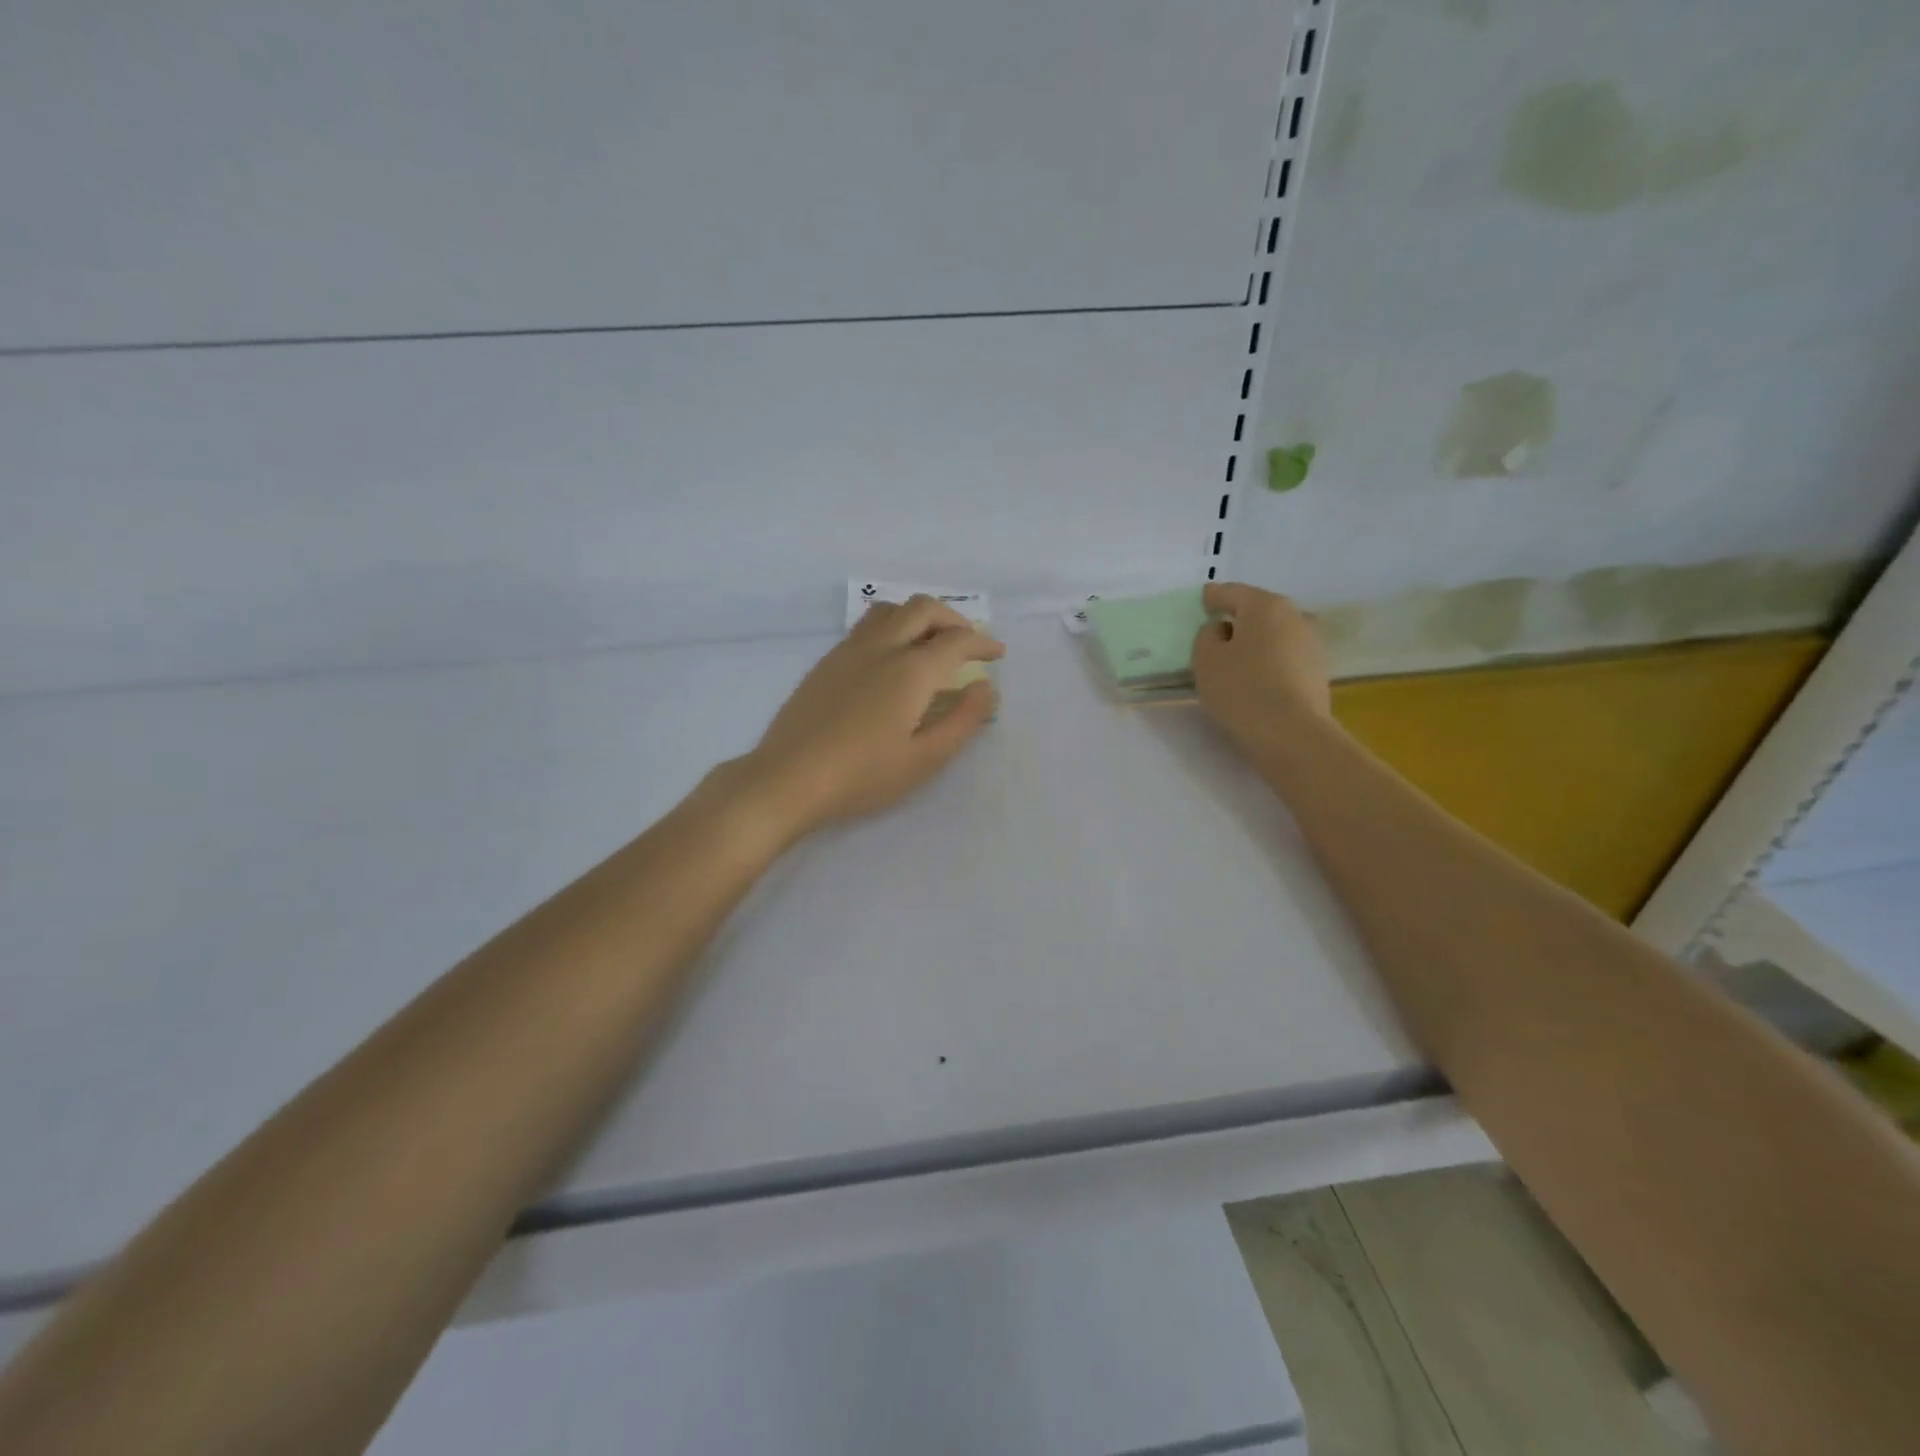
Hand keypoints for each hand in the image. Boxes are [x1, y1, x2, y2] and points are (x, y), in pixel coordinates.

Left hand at [739, 596, 1003, 837]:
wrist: (788, 779)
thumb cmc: (863, 776)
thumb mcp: (925, 758)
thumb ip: (962, 720)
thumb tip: (986, 687)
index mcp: (910, 670)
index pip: (956, 640)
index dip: (982, 642)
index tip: (997, 653)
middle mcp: (881, 648)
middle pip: (922, 609)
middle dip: (952, 619)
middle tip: (967, 643)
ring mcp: (848, 651)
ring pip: (890, 610)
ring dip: (918, 616)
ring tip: (930, 643)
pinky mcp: (826, 662)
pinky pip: (866, 627)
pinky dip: (892, 627)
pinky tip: (891, 659)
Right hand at [1192, 582, 1331, 753]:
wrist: (1292, 733)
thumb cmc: (1241, 689)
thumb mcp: (1205, 659)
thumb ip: (1207, 636)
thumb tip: (1223, 630)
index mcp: (1265, 605)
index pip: (1232, 593)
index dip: (1214, 597)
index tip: (1203, 601)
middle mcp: (1295, 615)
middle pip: (1259, 610)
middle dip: (1239, 618)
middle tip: (1219, 630)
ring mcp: (1312, 643)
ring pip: (1276, 633)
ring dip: (1258, 640)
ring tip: (1238, 658)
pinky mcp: (1319, 671)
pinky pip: (1286, 656)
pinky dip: (1271, 660)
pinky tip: (1258, 676)